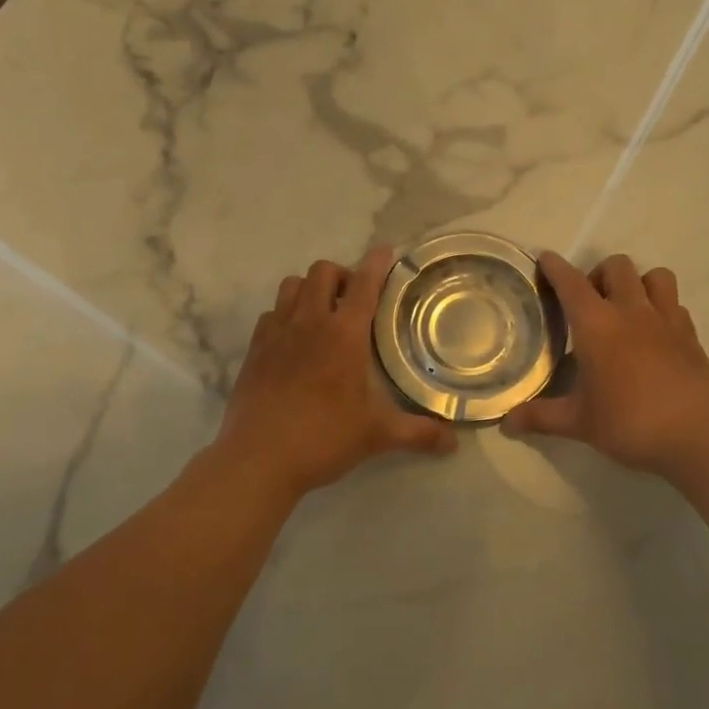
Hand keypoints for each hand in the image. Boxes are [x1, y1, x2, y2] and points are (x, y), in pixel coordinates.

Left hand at [214, 248, 457, 497]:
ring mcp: (276, 333)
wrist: (257, 459)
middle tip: (354, 299)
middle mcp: (309, 323)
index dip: (377, 262)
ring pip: (291, 285)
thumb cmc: (323, 438)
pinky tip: (293, 340)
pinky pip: (270, 314)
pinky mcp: (254, 350)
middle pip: (322, 271)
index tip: (385, 250)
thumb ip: (417, 433)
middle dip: (341, 274)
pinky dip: (285, 315)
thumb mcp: (376, 435)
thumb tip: (453, 442)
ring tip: (323, 313)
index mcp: (344, 334)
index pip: (364, 284)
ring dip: (310, 289)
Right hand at [503, 253, 708, 480]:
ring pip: (655, 275)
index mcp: (597, 325)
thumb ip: (541, 417)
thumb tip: (506, 422)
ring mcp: (666, 320)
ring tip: (626, 309)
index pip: (571, 282)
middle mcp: (631, 311)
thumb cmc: (630, 423)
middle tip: (589, 303)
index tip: (544, 259)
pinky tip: (654, 333)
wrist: (699, 436)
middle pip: (616, 266)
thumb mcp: (579, 423)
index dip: (555, 267)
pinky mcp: (691, 335)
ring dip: (637, 283)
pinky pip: (675, 304)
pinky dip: (662, 307)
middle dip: (599, 274)